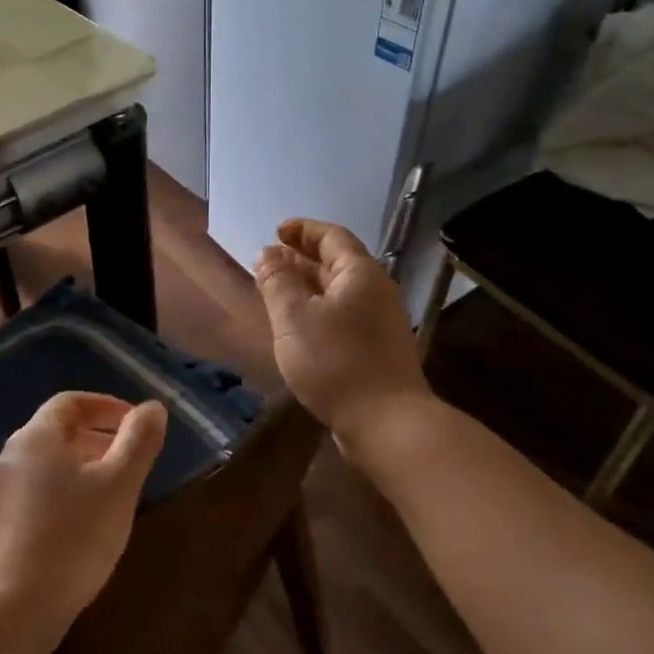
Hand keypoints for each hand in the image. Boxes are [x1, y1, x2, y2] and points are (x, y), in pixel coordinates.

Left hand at [0, 392, 167, 641]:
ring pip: (49, 463)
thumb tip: (152, 408)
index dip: (107, 406)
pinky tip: (87, 521)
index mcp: (36, 437)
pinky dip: (66, 490)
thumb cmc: (74, 535)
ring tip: (115, 491)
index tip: (137, 424)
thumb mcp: (119, 484)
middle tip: (132, 459)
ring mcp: (1, 492)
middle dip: (99, 437)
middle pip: (58, 431)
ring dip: (84, 466)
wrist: (16, 608)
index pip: (71, 402)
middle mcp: (11, 456)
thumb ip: (139, 441)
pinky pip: (38, 490)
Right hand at [254, 219, 431, 445]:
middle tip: (270, 260)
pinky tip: (297, 327)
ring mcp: (379, 323)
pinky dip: (317, 311)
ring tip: (277, 290)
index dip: (303, 230)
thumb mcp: (295, 318)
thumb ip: (277, 282)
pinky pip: (342, 316)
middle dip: (302, 258)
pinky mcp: (376, 350)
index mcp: (360, 274)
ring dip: (307, 286)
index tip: (277, 231)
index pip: (332, 237)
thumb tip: (267, 255)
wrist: (386, 422)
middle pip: (337, 263)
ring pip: (338, 292)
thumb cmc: (336, 362)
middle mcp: (375, 292)